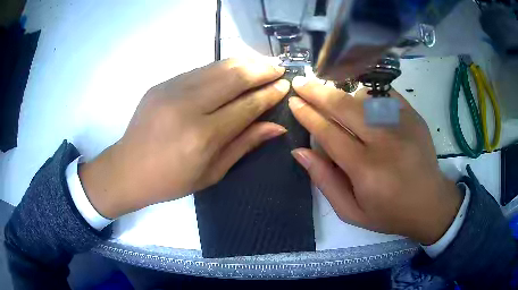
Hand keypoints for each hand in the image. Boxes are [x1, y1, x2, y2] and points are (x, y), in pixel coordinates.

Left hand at [79, 58, 289, 218]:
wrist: (128, 168)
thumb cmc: (171, 180)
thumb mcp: (212, 172)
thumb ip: (245, 144)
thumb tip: (277, 126)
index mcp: (202, 136)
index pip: (247, 105)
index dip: (269, 93)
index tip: (285, 85)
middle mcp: (188, 106)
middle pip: (234, 76)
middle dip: (262, 69)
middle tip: (279, 68)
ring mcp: (172, 89)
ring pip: (218, 66)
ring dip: (245, 62)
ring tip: (262, 63)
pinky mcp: (162, 83)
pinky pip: (200, 69)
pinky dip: (222, 67)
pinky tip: (234, 69)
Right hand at [288, 77, 461, 244]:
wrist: (430, 204)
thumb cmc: (389, 213)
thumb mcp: (351, 212)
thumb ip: (325, 181)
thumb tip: (300, 152)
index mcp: (366, 170)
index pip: (329, 133)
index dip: (308, 115)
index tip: (294, 102)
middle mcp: (385, 142)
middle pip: (345, 107)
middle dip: (318, 92)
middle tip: (301, 83)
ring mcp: (402, 125)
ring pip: (364, 96)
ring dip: (342, 92)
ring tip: (329, 93)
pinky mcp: (413, 116)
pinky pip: (385, 94)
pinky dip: (367, 92)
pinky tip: (359, 97)